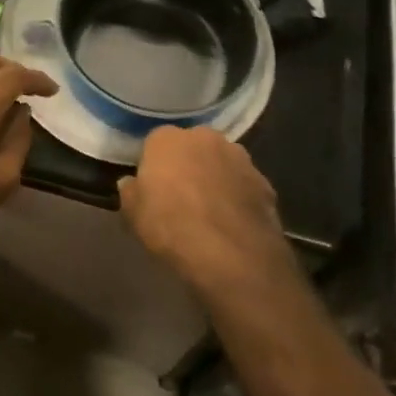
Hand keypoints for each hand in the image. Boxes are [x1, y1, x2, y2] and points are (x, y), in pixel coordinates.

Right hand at [119, 127, 292, 296]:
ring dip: (215, 179)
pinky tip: (232, 224)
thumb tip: (131, 183)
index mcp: (168, 139)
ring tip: (209, 212)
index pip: (155, 143)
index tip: (151, 188)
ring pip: (220, 163)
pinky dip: (237, 198)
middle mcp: (205, 138)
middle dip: (186, 165)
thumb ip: (130, 192)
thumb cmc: (171, 228)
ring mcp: (240, 158)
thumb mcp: (132, 214)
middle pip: (191, 147)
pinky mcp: (265, 183)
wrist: (232, 257)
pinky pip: (243, 186)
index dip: (153, 166)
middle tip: (179, 196)